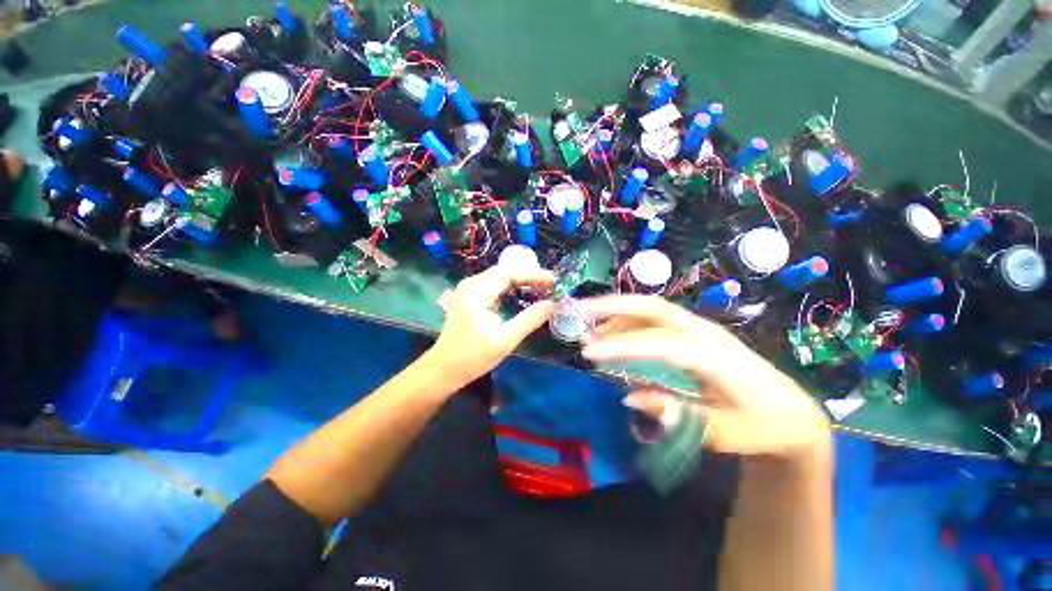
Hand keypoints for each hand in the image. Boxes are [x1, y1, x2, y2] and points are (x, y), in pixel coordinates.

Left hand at [428, 265, 556, 386]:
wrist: (443, 370)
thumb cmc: (472, 357)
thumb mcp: (505, 339)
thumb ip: (530, 319)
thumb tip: (553, 304)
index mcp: (477, 290)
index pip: (510, 273)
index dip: (534, 275)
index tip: (555, 281)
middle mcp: (472, 284)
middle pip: (505, 272)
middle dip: (530, 277)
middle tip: (551, 286)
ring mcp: (469, 290)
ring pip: (501, 278)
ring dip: (522, 282)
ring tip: (542, 288)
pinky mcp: (470, 298)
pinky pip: (495, 287)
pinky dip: (511, 289)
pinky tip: (523, 294)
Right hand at [575, 295, 828, 460]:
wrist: (791, 412)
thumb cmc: (761, 426)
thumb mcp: (721, 435)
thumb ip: (674, 414)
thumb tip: (628, 396)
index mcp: (714, 357)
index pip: (658, 344)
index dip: (621, 347)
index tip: (588, 353)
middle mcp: (704, 332)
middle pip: (651, 307)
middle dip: (612, 306)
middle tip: (578, 310)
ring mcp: (699, 327)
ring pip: (650, 309)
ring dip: (616, 312)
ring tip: (589, 326)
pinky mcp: (693, 331)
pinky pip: (654, 318)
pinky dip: (628, 321)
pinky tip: (613, 333)